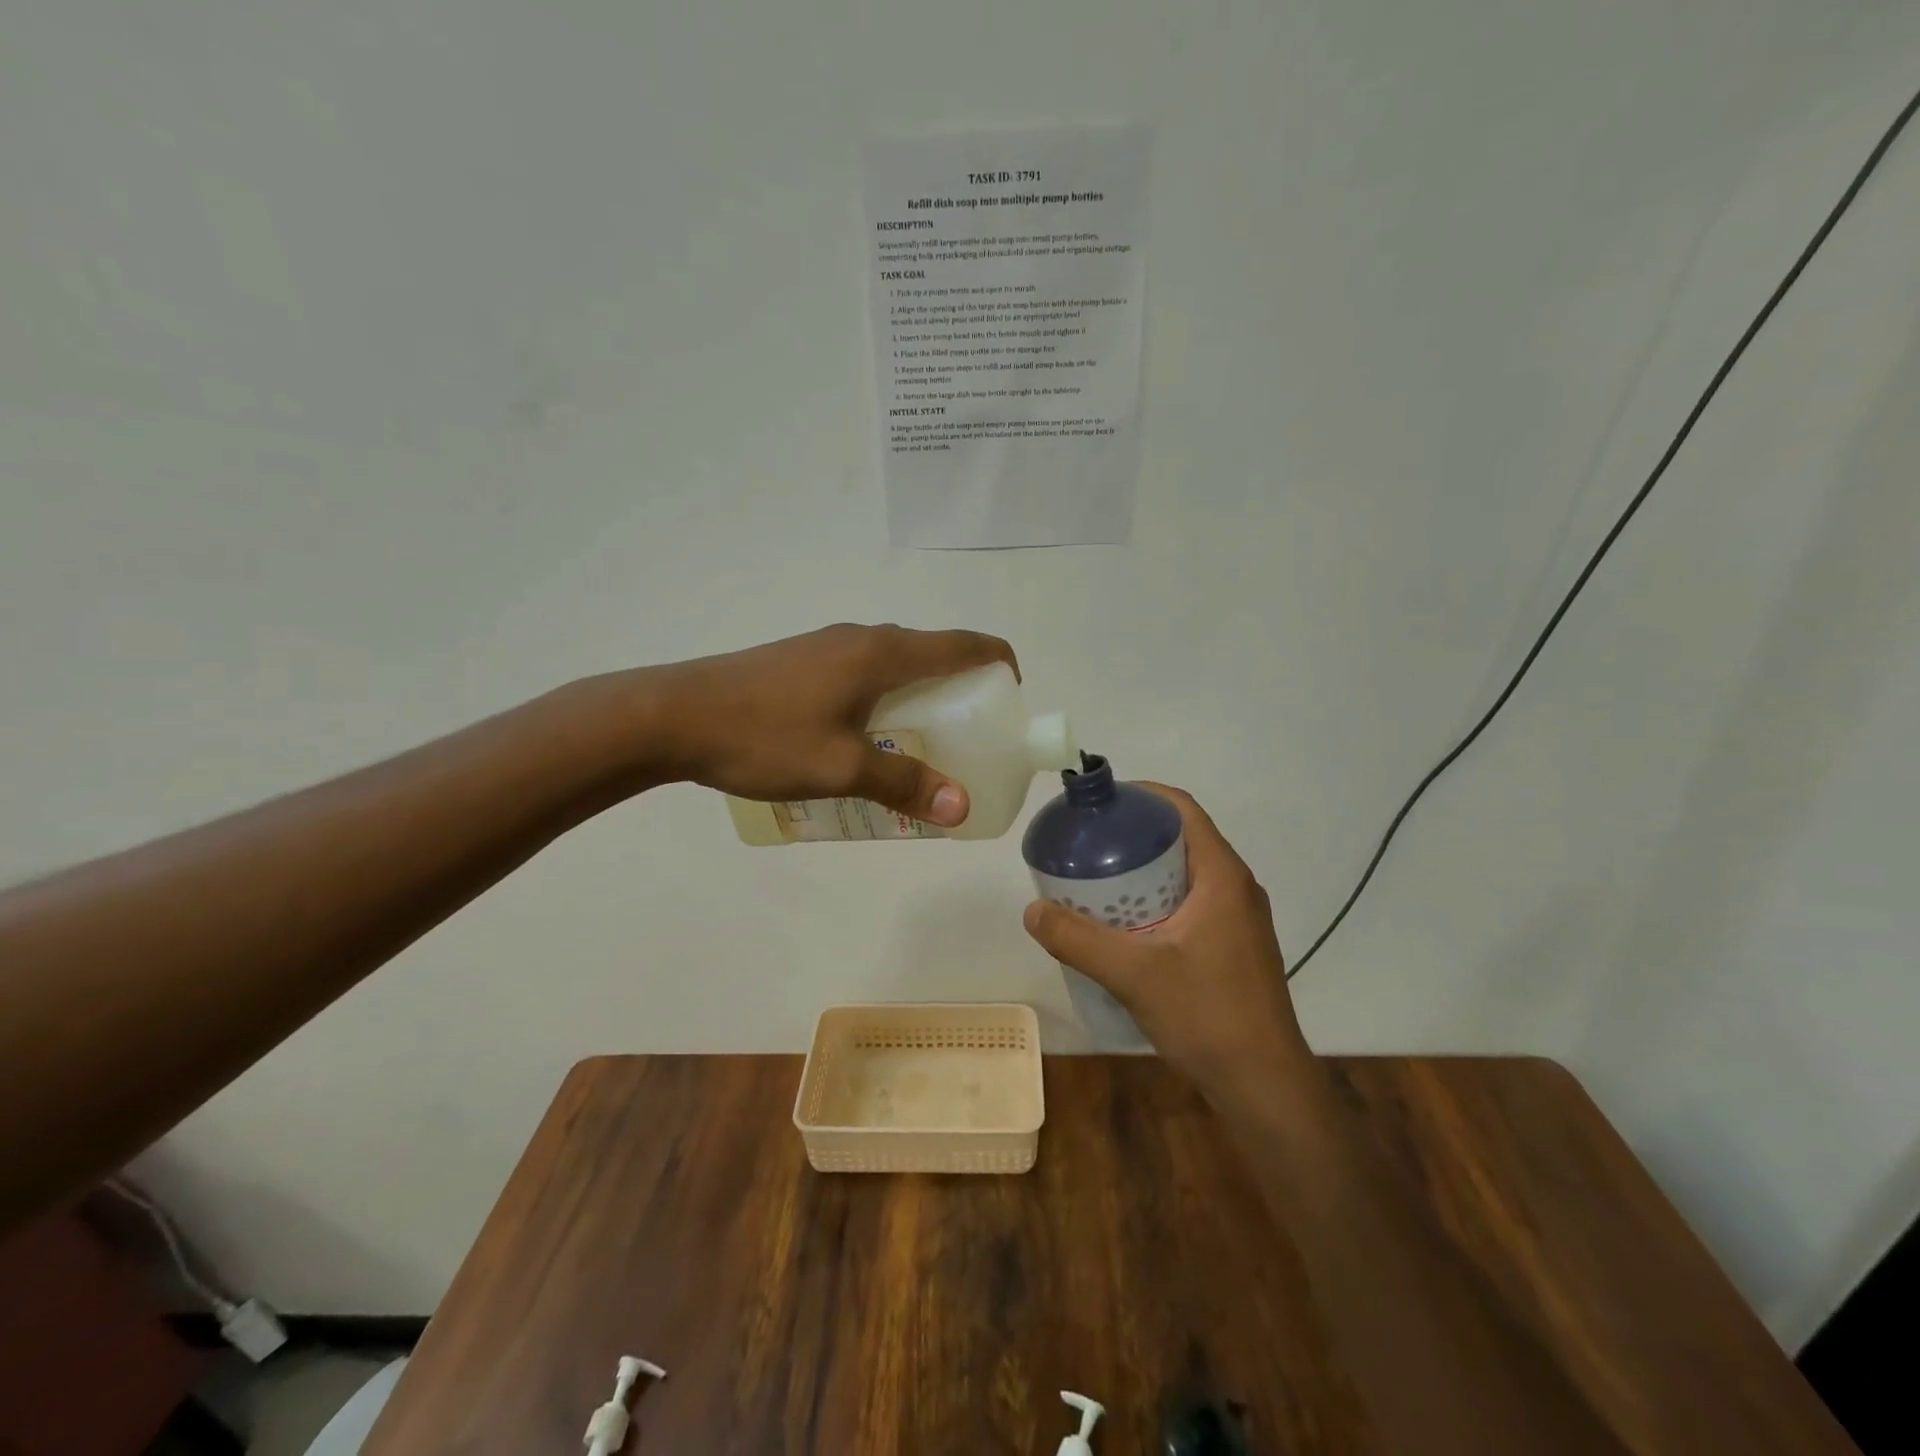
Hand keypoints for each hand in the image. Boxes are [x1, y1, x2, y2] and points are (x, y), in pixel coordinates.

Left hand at [645, 623, 1016, 827]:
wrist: (671, 715)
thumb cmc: (764, 736)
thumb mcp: (841, 767)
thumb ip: (904, 782)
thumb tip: (961, 806)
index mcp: (881, 653)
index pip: (963, 644)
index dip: (998, 663)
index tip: (1012, 699)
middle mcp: (861, 639)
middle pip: (932, 653)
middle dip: (962, 691)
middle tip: (970, 740)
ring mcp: (828, 647)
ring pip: (895, 666)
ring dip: (920, 698)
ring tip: (923, 747)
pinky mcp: (803, 662)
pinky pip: (864, 674)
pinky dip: (886, 700)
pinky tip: (867, 741)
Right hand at [1022, 784, 1312, 1100]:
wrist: (1265, 1086)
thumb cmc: (1208, 1016)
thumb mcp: (1134, 974)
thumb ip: (1079, 940)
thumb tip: (1032, 911)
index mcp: (1221, 876)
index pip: (1182, 809)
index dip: (1140, 795)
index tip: (1098, 804)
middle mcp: (1235, 887)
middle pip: (1180, 838)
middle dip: (1133, 834)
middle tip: (1087, 844)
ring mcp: (1238, 919)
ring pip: (1184, 873)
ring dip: (1143, 869)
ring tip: (1097, 881)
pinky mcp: (1234, 945)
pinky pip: (1190, 902)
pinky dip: (1156, 899)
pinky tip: (1124, 926)